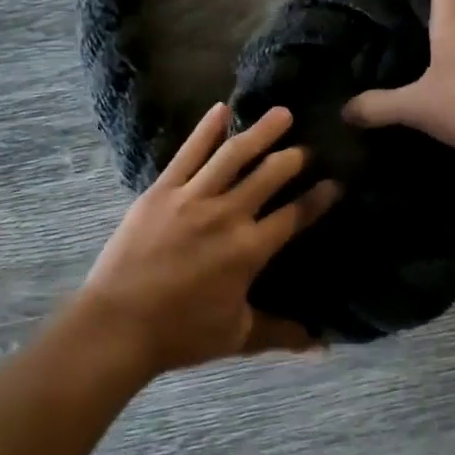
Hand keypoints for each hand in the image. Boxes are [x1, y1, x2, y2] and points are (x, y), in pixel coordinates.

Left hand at [83, 103, 340, 371]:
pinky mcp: (161, 191)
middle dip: (294, 157)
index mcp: (250, 250)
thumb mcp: (237, 336)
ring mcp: (192, 198)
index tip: (336, 182)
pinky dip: (206, 129)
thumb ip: (282, 333)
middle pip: (269, 175)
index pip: (295, 215)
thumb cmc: (181, 333)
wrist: (118, 325)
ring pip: (233, 155)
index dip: (319, 197)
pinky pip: (187, 153)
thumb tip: (323, 344)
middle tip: (308, 148)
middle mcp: (227, 215)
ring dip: (261, 132)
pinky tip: (221, 110)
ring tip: (282, 113)